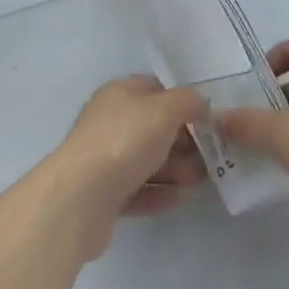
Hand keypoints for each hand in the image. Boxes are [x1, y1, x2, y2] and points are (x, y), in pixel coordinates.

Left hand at [44, 75, 206, 258]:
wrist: (80, 197)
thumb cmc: (124, 141)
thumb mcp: (164, 110)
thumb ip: (188, 102)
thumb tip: (201, 105)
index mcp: (119, 93)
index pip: (156, 89)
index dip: (182, 103)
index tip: (206, 124)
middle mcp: (110, 120)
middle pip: (153, 127)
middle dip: (182, 142)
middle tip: (208, 160)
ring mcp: (104, 157)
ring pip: (146, 159)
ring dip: (174, 169)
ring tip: (198, 183)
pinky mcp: (103, 193)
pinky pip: (137, 189)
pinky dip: (158, 192)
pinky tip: (178, 200)